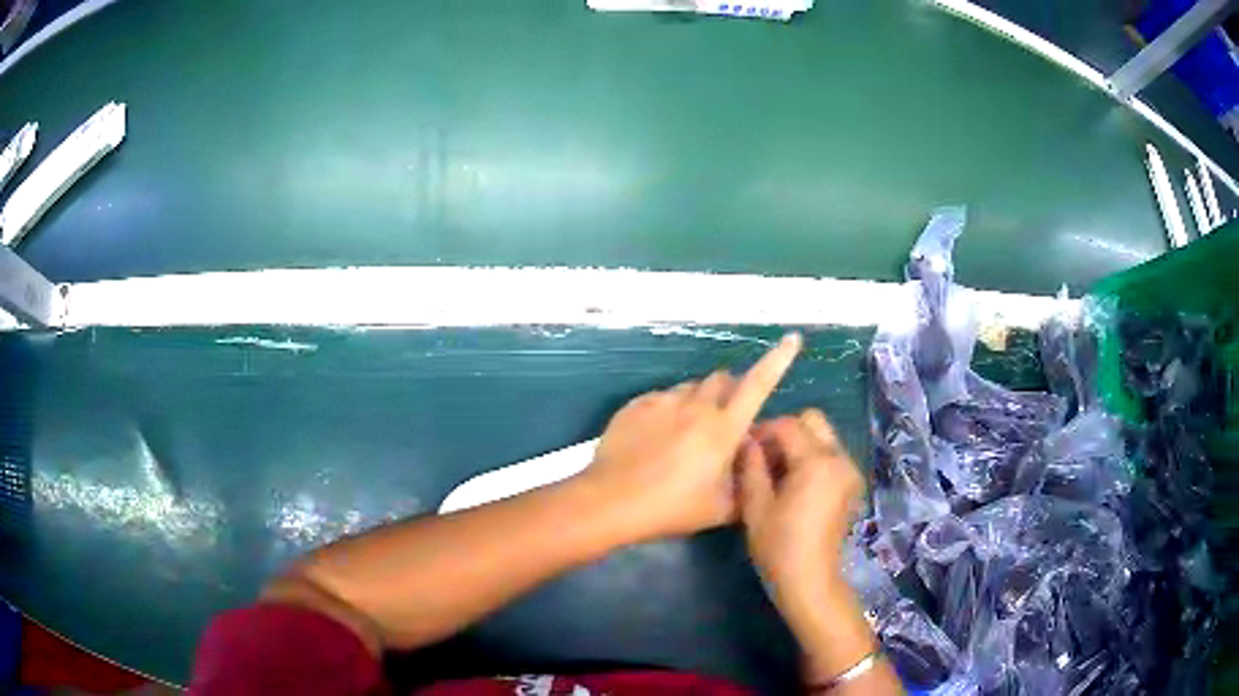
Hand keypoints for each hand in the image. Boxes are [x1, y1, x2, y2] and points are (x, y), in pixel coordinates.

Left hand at [584, 333, 801, 541]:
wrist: (612, 501)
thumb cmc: (672, 508)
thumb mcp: (722, 508)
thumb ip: (747, 482)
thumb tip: (755, 460)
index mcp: (723, 428)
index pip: (759, 384)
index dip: (778, 360)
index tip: (791, 338)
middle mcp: (696, 406)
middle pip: (722, 379)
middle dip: (730, 392)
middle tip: (723, 421)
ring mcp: (663, 402)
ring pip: (690, 388)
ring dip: (698, 402)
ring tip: (685, 433)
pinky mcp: (636, 405)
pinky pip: (662, 397)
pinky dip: (669, 410)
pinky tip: (656, 437)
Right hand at [738, 409, 864, 614]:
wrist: (811, 580)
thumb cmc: (779, 546)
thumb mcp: (756, 506)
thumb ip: (751, 466)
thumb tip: (745, 441)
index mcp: (817, 462)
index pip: (788, 425)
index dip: (763, 431)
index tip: (744, 448)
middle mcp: (839, 458)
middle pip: (813, 421)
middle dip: (785, 432)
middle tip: (763, 456)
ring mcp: (849, 471)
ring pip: (823, 437)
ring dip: (798, 445)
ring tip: (775, 472)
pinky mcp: (851, 484)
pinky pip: (830, 455)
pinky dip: (811, 458)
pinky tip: (793, 485)